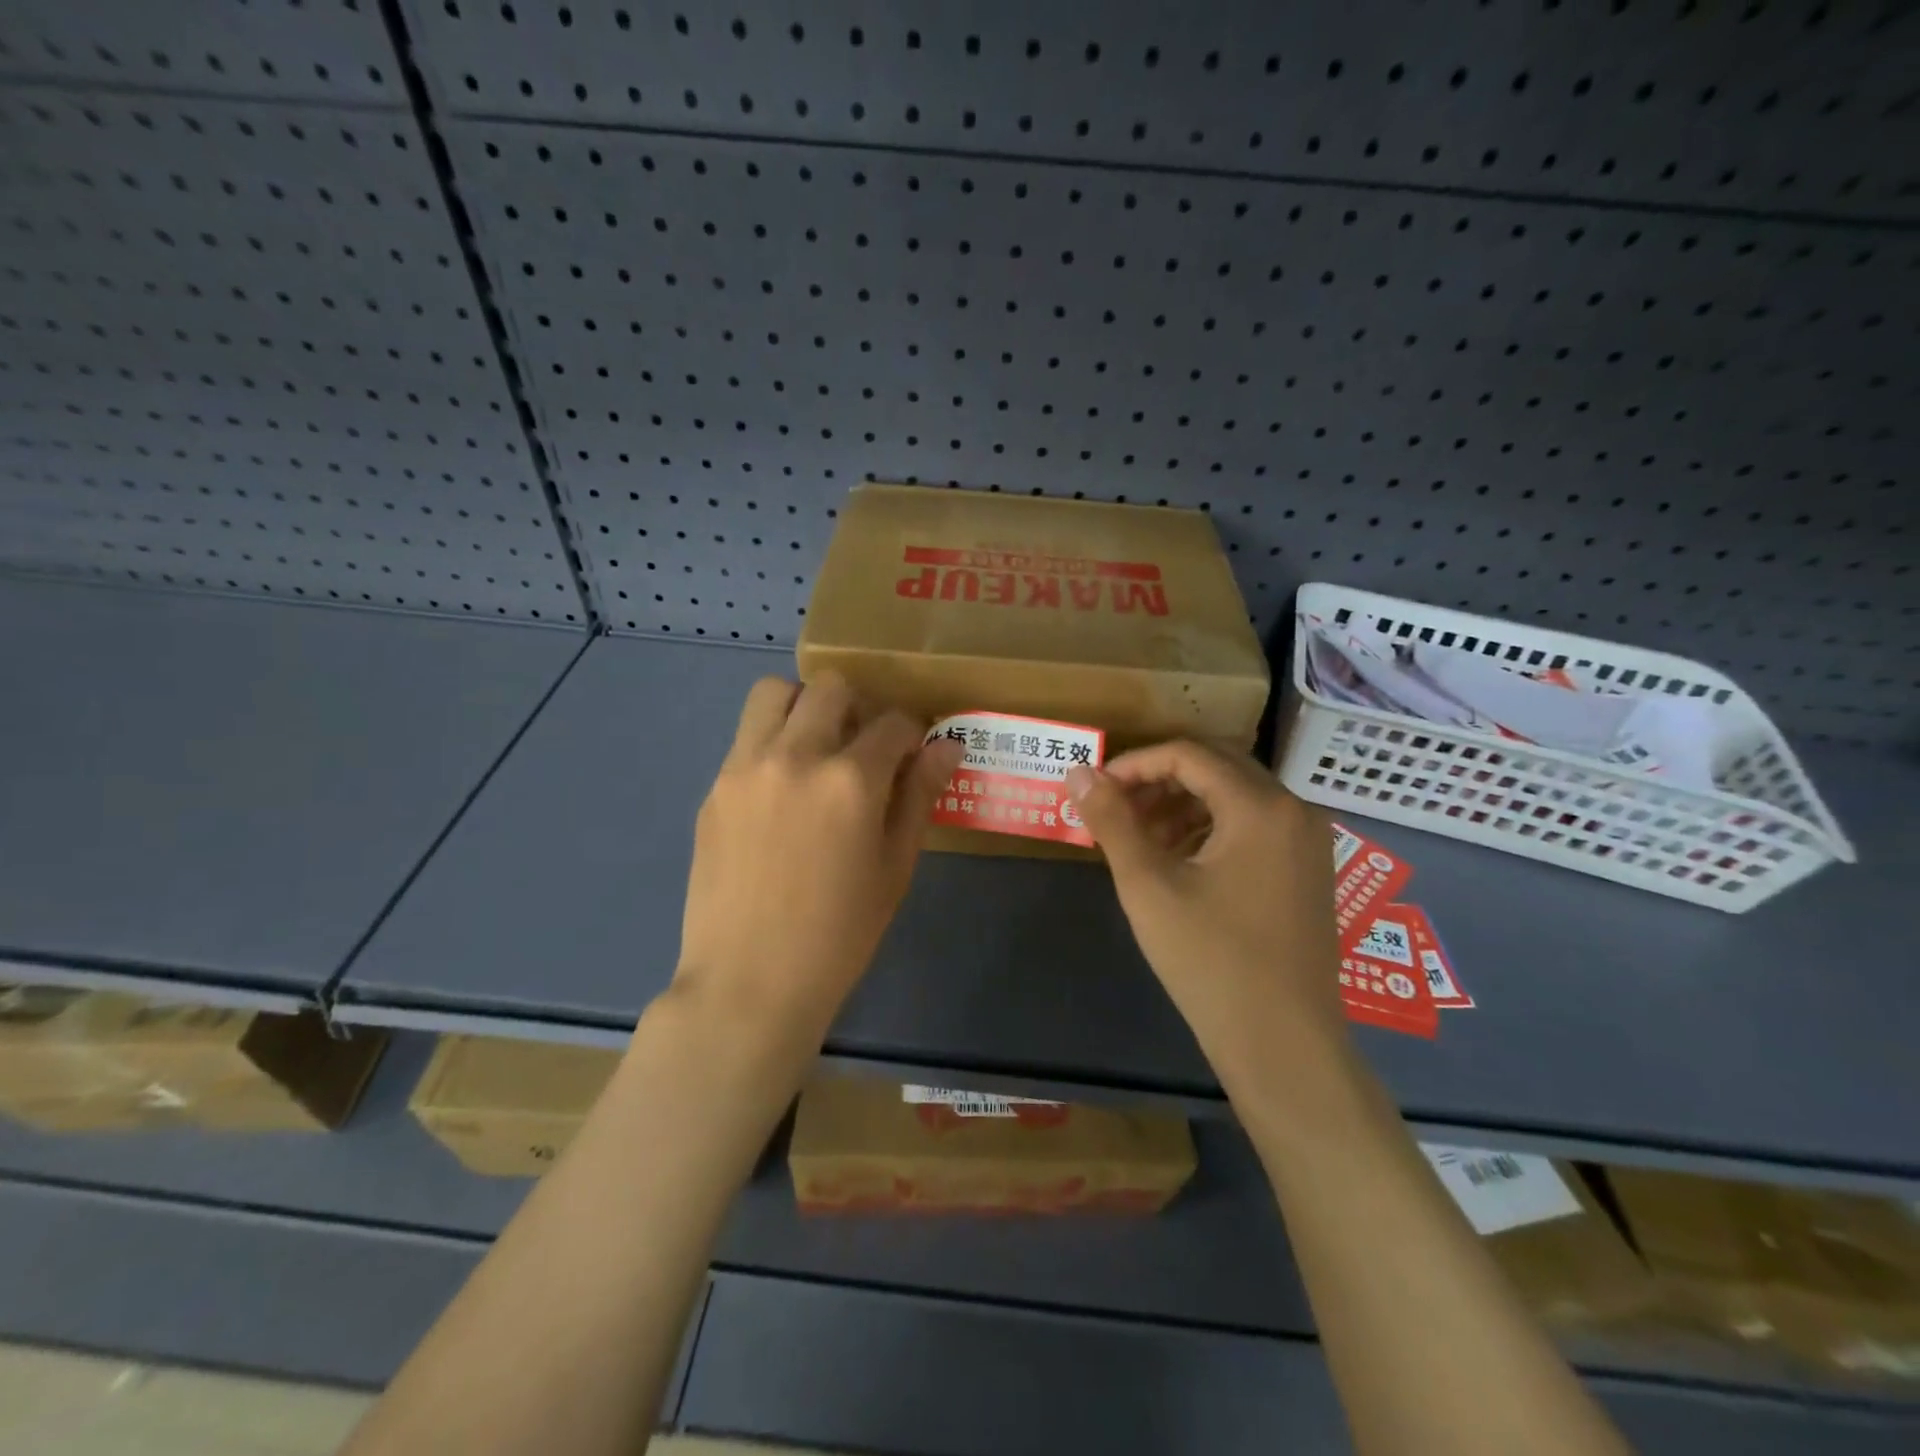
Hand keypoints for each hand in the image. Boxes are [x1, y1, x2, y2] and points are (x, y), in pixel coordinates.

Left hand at [673, 673, 964, 1046]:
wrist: (749, 982)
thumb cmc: (839, 934)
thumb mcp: (894, 866)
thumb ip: (919, 795)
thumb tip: (946, 747)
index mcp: (850, 779)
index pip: (894, 722)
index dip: (912, 733)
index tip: (913, 754)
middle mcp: (796, 755)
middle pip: (832, 688)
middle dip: (860, 707)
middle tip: (865, 747)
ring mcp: (745, 766)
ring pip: (775, 693)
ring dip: (805, 706)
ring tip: (817, 748)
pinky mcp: (715, 787)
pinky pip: (747, 737)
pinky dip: (772, 741)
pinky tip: (782, 790)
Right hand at [1066, 743, 1346, 1070]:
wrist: (1284, 1045)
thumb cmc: (1211, 961)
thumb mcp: (1149, 886)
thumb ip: (1112, 821)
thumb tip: (1078, 772)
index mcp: (1261, 806)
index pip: (1189, 754)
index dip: (1135, 764)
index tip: (1097, 790)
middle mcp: (1294, 810)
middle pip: (1217, 768)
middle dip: (1159, 781)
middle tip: (1116, 809)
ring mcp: (1308, 842)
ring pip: (1236, 797)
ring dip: (1183, 804)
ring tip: (1141, 838)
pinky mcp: (1308, 871)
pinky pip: (1254, 826)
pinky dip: (1211, 829)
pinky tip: (1179, 861)